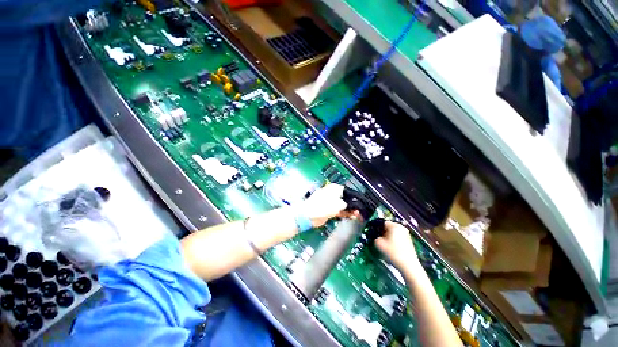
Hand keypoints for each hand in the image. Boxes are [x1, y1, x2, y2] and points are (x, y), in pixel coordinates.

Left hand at [296, 183, 356, 227]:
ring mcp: (330, 202)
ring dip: (350, 210)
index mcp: (334, 188)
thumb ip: (347, 204)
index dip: (355, 197)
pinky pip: (339, 211)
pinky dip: (345, 213)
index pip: (348, 191)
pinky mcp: (328, 210)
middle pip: (346, 198)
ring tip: (358, 214)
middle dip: (353, 205)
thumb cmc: (323, 206)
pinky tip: (352, 216)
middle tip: (360, 210)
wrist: (309, 215)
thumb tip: (350, 206)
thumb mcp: (338, 204)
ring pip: (343, 205)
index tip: (361, 203)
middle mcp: (332, 194)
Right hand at [375, 221, 419, 271]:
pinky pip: (398, 237)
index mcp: (394, 226)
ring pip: (393, 232)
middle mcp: (401, 228)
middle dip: (382, 231)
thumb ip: (375, 238)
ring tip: (384, 243)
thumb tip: (376, 237)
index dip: (376, 227)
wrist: (409, 266)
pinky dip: (393, 240)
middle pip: (388, 227)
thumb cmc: (393, 252)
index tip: (372, 233)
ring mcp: (406, 234)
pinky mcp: (409, 241)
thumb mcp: (379, 244)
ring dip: (388, 236)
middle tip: (377, 238)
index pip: (382, 222)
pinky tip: (391, 247)